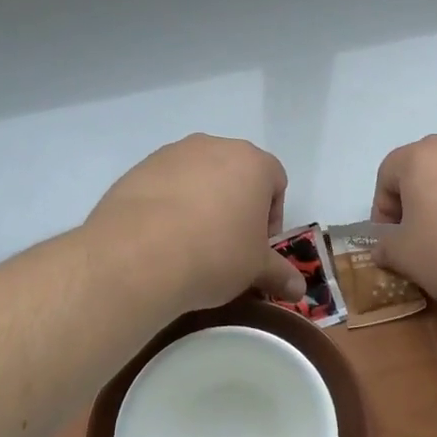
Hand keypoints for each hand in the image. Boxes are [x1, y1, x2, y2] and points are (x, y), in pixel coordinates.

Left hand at [85, 135, 306, 313]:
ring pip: (198, 176)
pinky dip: (168, 205)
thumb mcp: (255, 270)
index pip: (276, 181)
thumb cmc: (215, 254)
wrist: (138, 256)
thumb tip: (299, 290)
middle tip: (226, 245)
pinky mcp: (138, 168)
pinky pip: (164, 185)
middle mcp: (214, 146)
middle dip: (236, 205)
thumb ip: (280, 274)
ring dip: (201, 202)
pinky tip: (160, 238)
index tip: (257, 247)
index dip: (271, 217)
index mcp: (253, 162)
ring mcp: (172, 154)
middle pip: (236, 174)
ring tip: (189, 243)